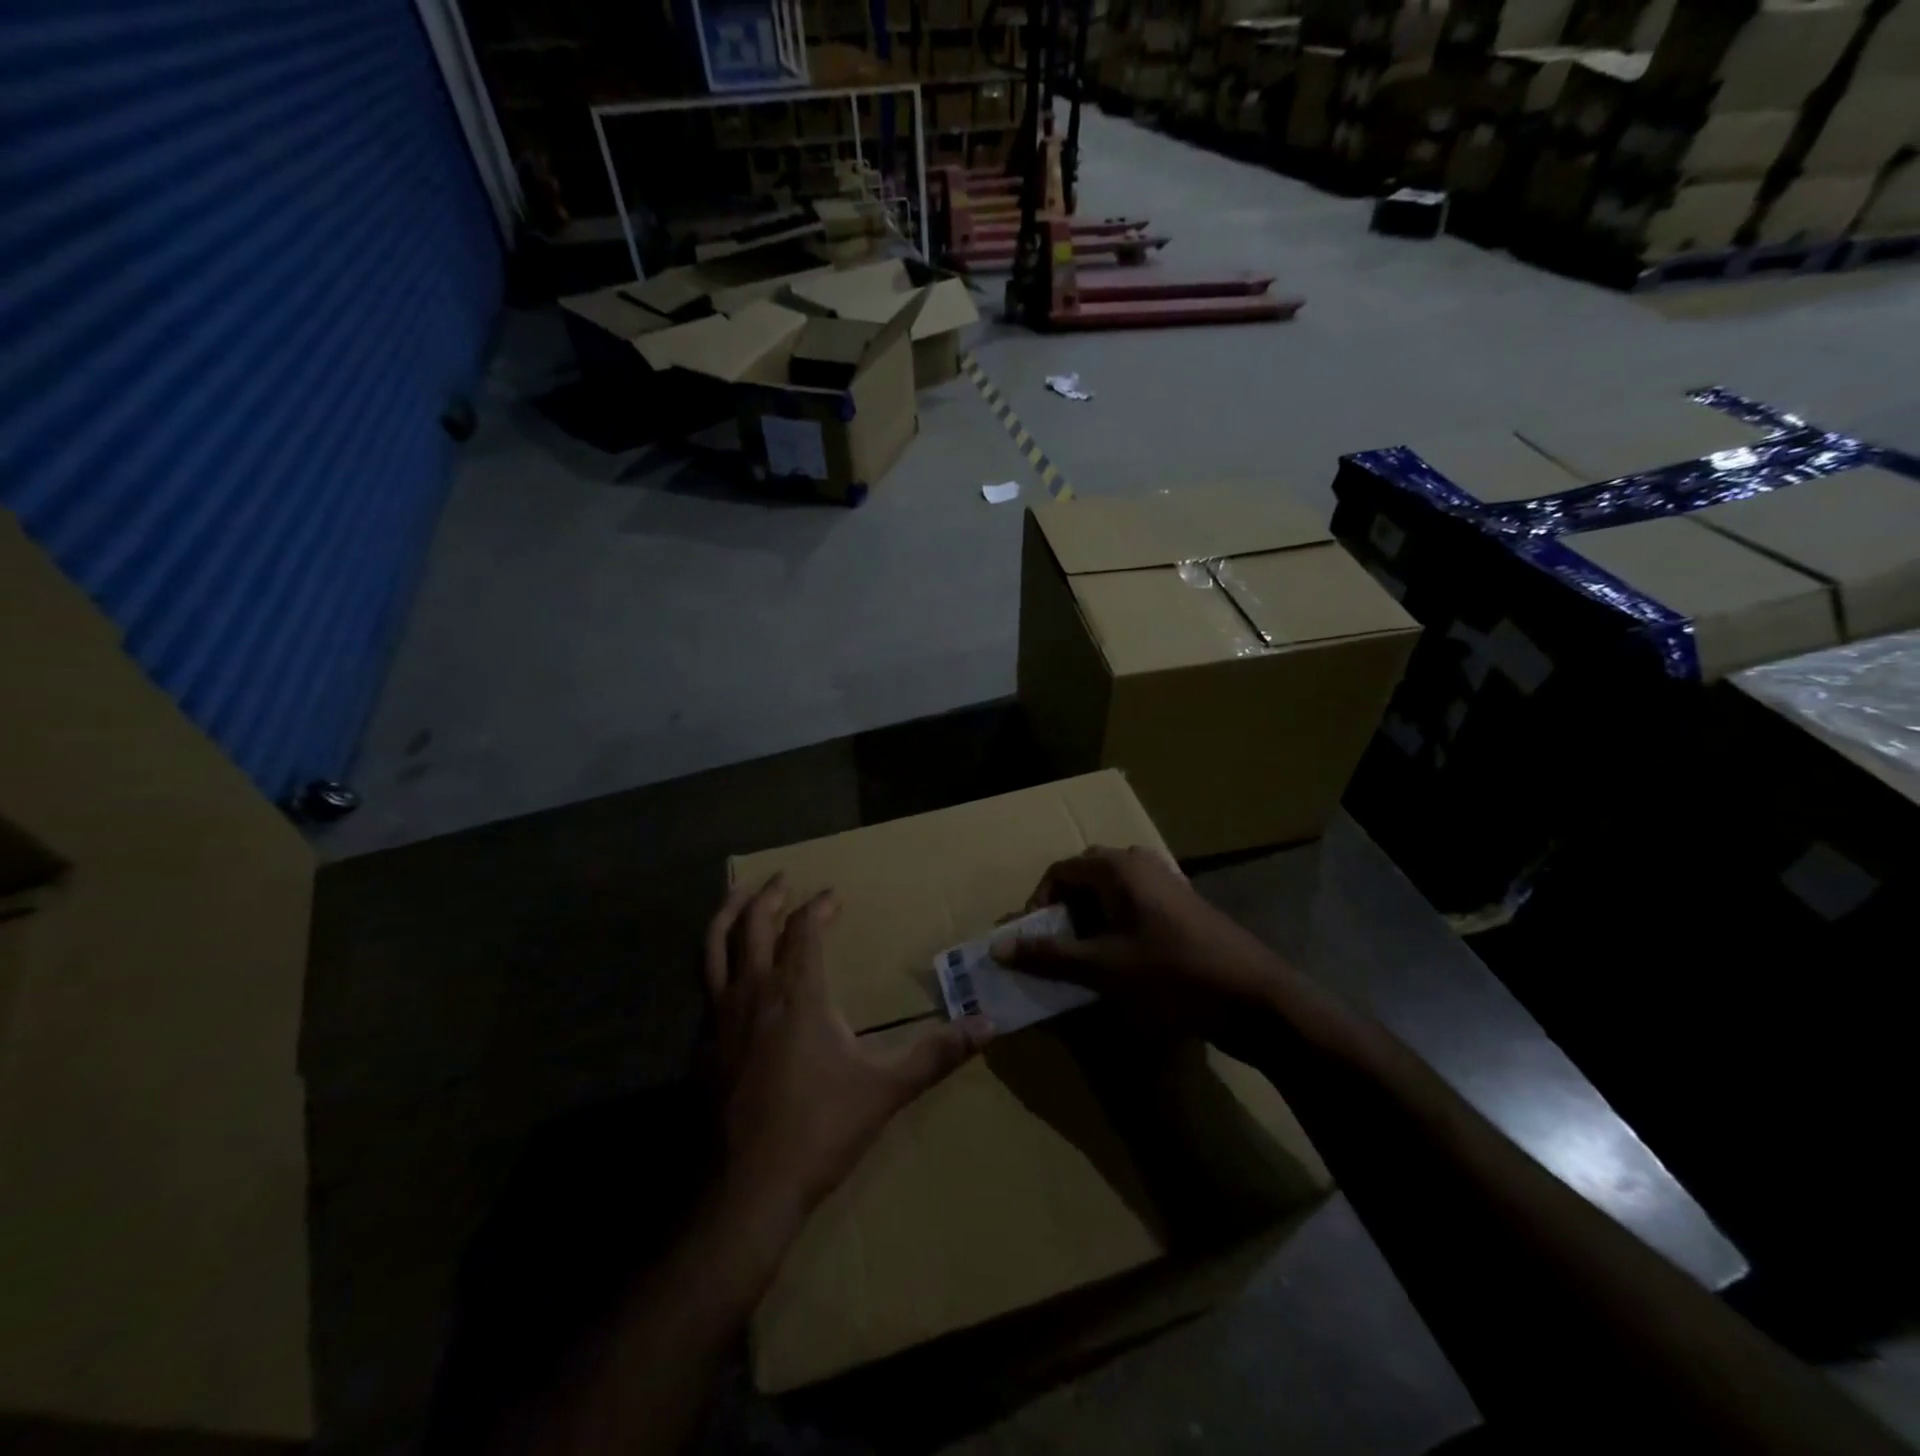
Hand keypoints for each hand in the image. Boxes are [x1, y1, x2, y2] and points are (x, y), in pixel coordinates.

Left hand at [706, 875, 991, 1222]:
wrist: (746, 1190)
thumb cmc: (819, 1130)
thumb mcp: (886, 1089)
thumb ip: (936, 1054)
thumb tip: (989, 1024)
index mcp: (797, 993)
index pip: (805, 928)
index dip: (819, 906)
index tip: (833, 896)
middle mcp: (754, 991)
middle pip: (753, 923)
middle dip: (769, 895)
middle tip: (783, 879)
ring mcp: (719, 1017)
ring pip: (713, 946)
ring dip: (727, 914)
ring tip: (737, 896)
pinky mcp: (700, 1045)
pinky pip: (704, 985)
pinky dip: (715, 961)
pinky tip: (727, 974)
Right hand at [994, 846, 1291, 1038]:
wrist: (1254, 998)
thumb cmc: (1171, 975)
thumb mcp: (1102, 967)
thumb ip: (1049, 955)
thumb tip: (999, 947)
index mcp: (1118, 868)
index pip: (1059, 872)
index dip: (1038, 905)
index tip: (1034, 942)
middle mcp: (1140, 863)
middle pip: (1084, 878)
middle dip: (1064, 913)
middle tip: (1058, 950)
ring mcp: (1166, 883)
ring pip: (1111, 894)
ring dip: (1090, 922)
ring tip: (1086, 960)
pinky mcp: (1183, 907)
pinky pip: (1134, 906)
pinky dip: (1116, 927)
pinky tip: (1122, 963)